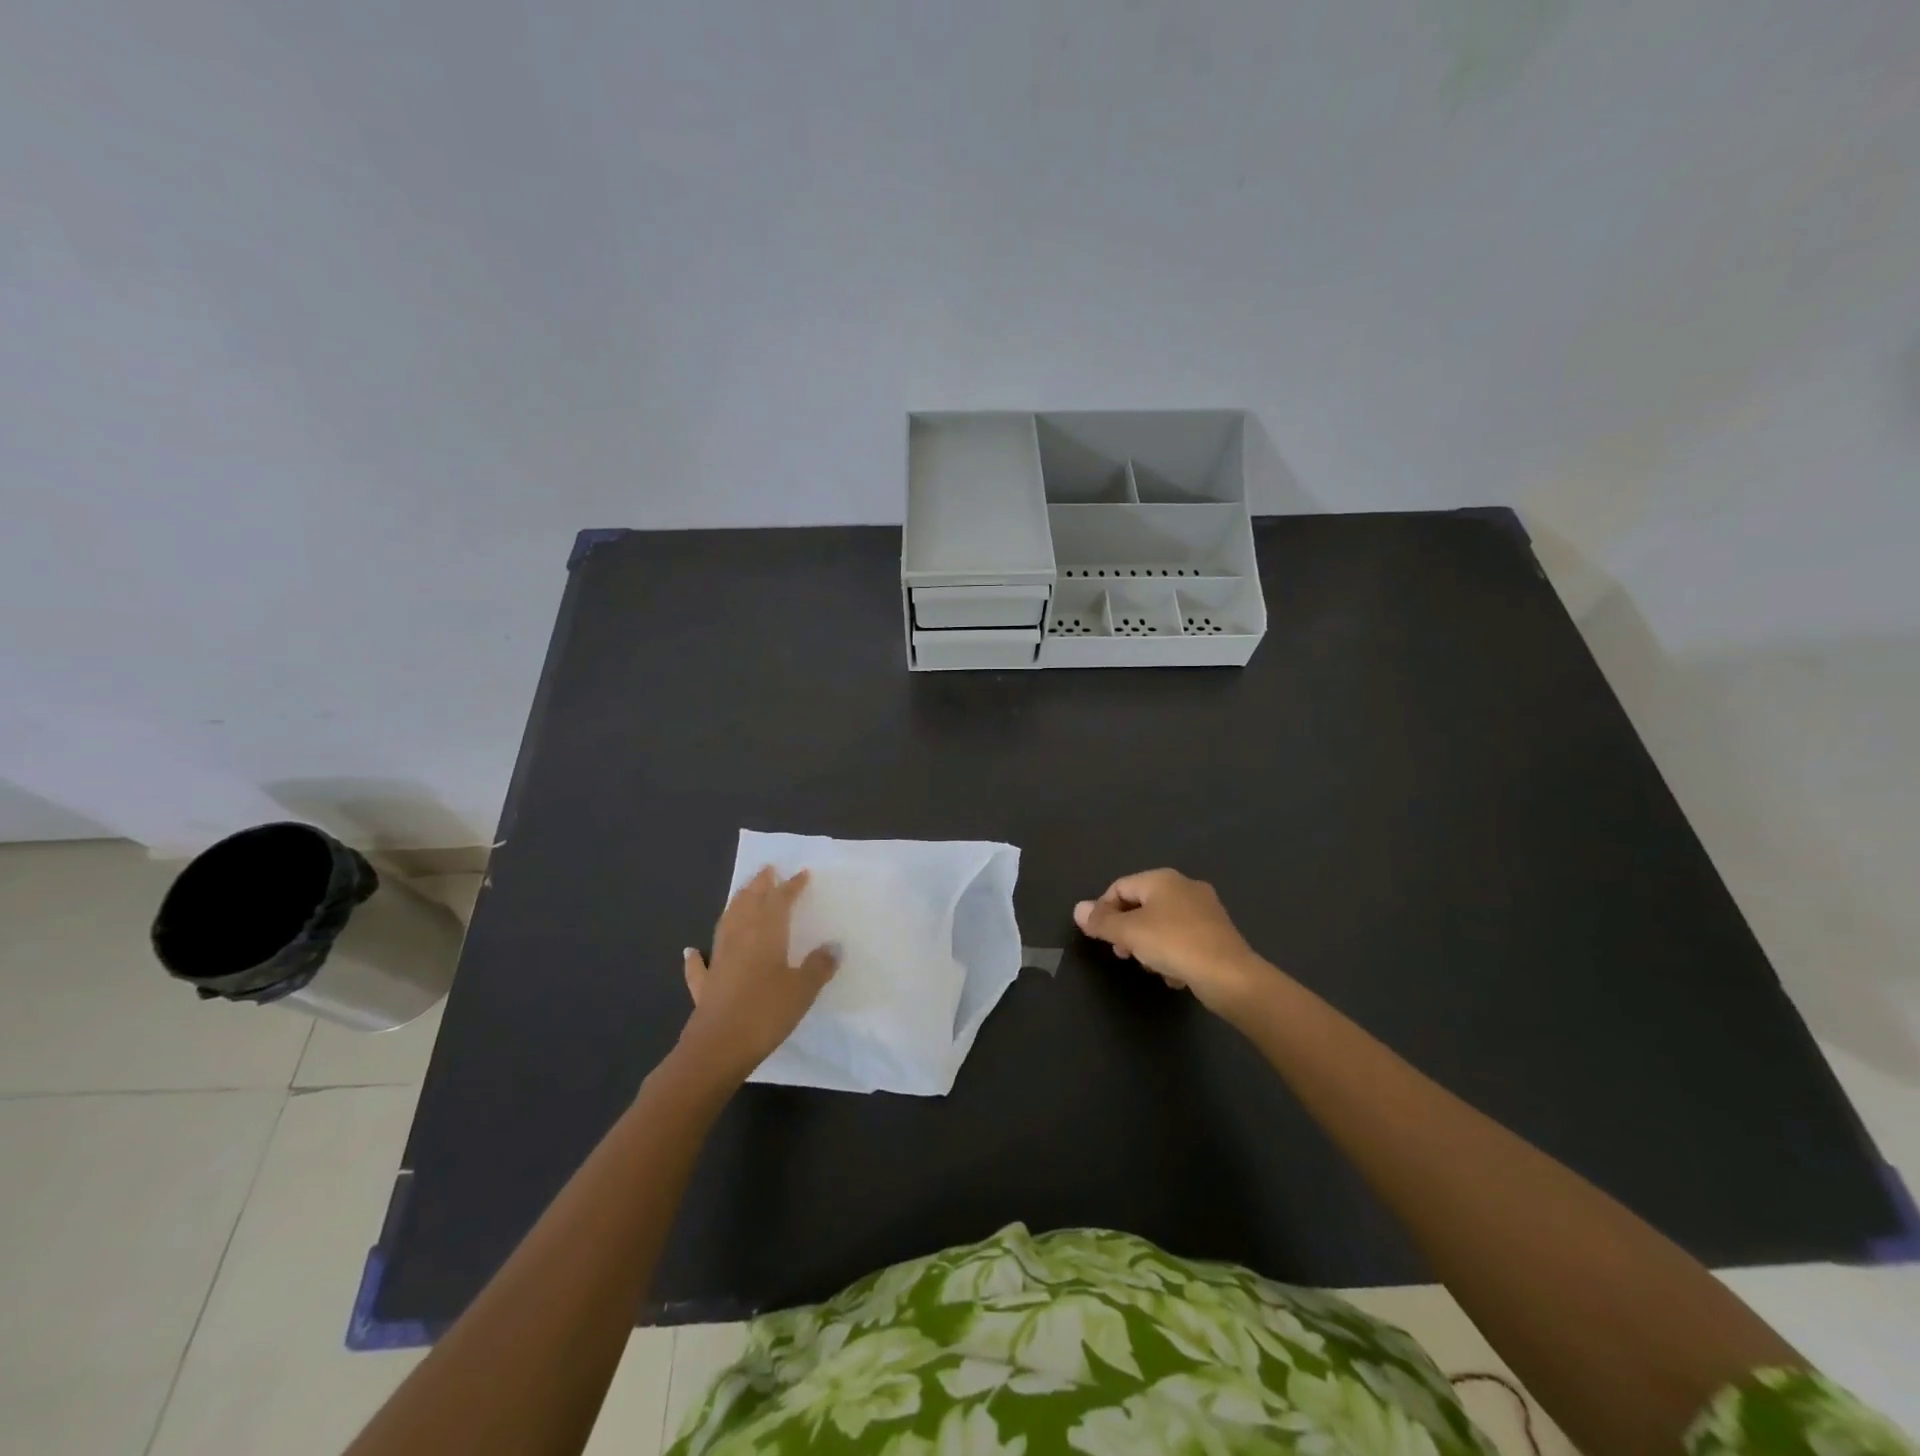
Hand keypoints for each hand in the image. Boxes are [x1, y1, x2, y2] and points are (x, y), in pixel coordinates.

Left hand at [679, 867, 837, 1081]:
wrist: (717, 1049)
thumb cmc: (765, 1013)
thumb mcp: (802, 990)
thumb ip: (818, 967)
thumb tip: (833, 946)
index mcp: (765, 934)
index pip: (779, 901)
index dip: (791, 886)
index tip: (802, 874)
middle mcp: (739, 939)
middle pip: (748, 904)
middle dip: (759, 886)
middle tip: (767, 870)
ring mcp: (718, 961)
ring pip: (726, 924)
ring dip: (734, 906)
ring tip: (742, 894)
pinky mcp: (704, 986)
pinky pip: (699, 966)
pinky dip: (695, 957)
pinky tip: (691, 951)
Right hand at [1074, 868, 1271, 1018]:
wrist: (1230, 976)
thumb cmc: (1174, 945)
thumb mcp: (1129, 933)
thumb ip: (1102, 921)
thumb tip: (1078, 909)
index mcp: (1162, 879)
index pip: (1120, 887)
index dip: (1103, 910)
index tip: (1100, 937)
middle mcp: (1185, 887)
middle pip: (1142, 904)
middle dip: (1127, 929)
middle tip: (1123, 954)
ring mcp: (1205, 910)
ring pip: (1163, 923)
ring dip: (1149, 944)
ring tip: (1149, 967)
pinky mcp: (1218, 934)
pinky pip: (1184, 939)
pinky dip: (1173, 954)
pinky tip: (1173, 975)